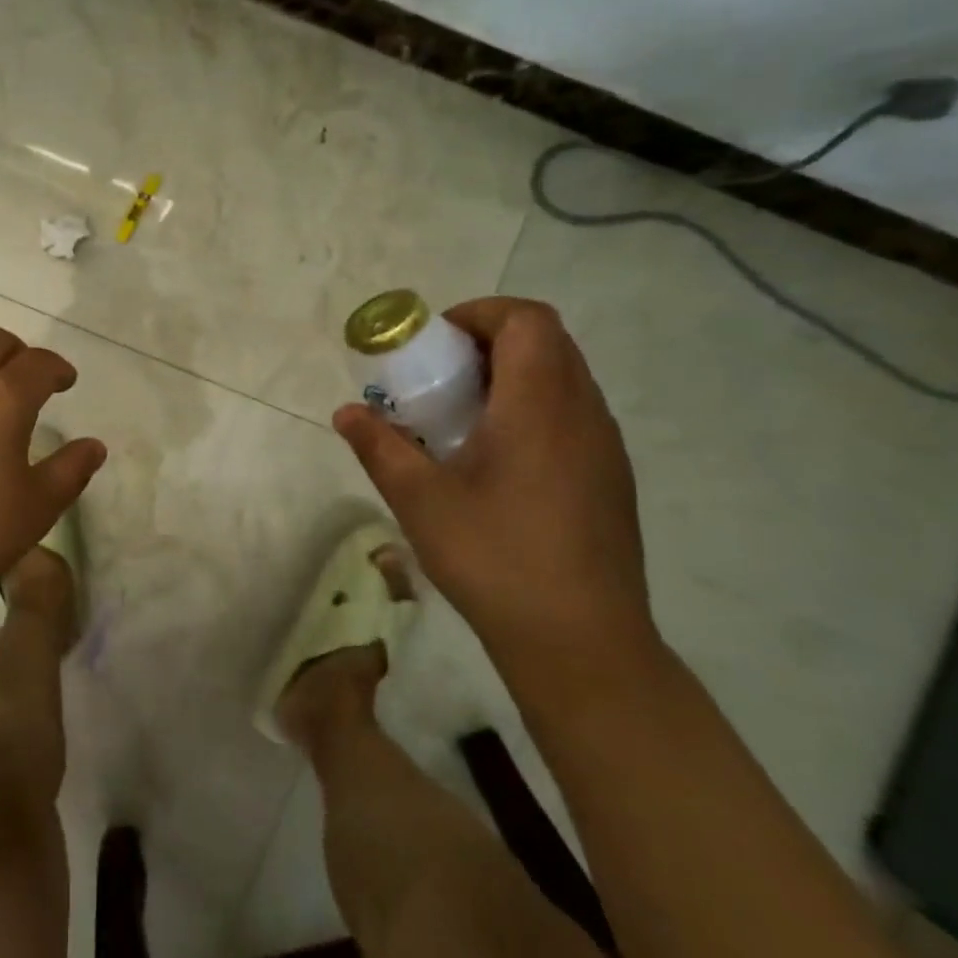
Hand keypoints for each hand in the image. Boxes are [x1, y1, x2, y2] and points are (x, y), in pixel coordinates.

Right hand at [333, 297, 656, 684]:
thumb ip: (379, 446)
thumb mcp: (419, 500)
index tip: (437, 343)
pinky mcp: (610, 478)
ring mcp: (604, 448)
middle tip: (442, 376)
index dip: (480, 314)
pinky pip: (572, 414)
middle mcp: (582, 414)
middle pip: (547, 341)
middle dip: (489, 341)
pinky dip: (532, 408)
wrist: (582, 643)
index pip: (527, 320)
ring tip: (463, 417)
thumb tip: (347, 412)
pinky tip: (497, 461)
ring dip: (512, 375)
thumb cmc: (495, 558)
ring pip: (563, 378)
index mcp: (539, 406)